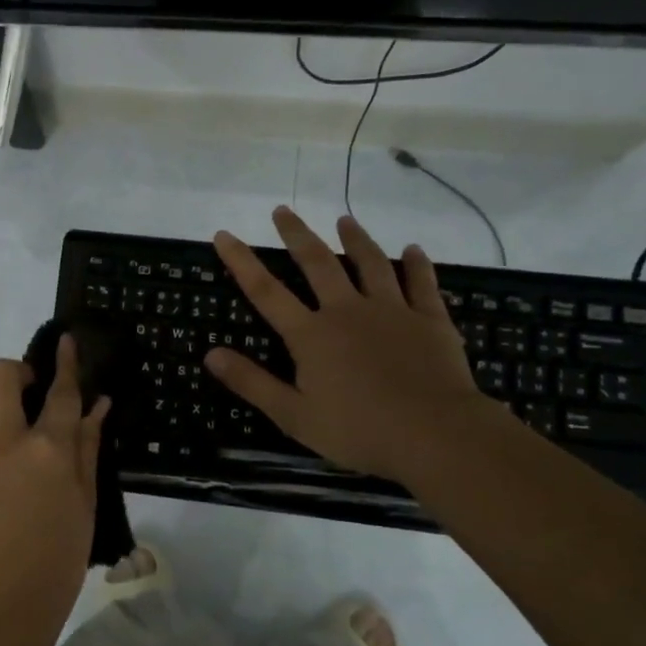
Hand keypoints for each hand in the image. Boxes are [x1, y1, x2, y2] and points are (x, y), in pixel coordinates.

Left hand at [0, 336, 109, 627]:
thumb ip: (88, 448)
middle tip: (30, 391)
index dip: (66, 362)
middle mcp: (7, 441)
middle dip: (15, 371)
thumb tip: (98, 408)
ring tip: (5, 420)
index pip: (61, 392)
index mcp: (49, 450)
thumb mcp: (85, 501)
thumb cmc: (59, 557)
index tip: (65, 339)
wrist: (4, 601)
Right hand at [204, 206, 489, 482]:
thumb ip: (251, 382)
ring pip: (370, 264)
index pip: (266, 291)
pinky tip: (414, 249)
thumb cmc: (359, 430)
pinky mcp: (430, 320)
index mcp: (311, 335)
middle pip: (318, 263)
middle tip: (283, 210)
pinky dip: (417, 265)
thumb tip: (209, 354)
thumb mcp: (293, 415)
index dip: (242, 261)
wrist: (436, 435)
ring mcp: (392, 311)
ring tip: (344, 219)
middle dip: (297, 235)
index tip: (224, 234)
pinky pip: (422, 283)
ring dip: (355, 239)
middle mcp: (347, 311)